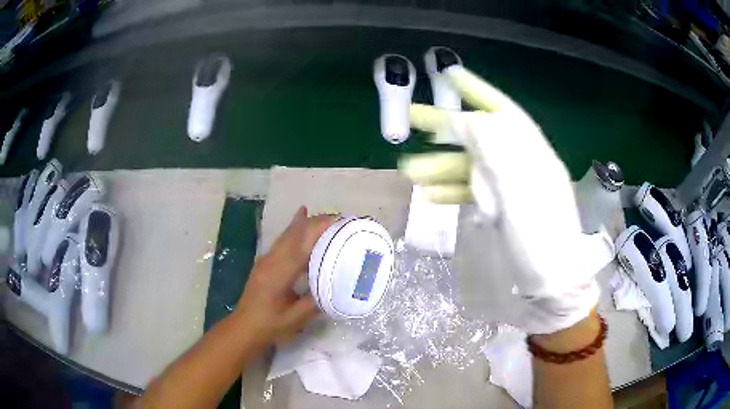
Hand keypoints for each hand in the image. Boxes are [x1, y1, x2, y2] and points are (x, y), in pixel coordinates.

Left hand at [236, 207, 336, 345]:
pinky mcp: (265, 261)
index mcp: (278, 273)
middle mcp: (271, 260)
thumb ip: (316, 301)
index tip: (340, 222)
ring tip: (329, 219)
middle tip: (341, 220)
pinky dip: (295, 228)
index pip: (301, 245)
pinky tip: (300, 217)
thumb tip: (337, 287)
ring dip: (306, 223)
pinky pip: (283, 240)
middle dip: (316, 222)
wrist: (244, 327)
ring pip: (287, 234)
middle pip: (294, 233)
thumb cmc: (269, 325)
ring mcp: (266, 259)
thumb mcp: (296, 318)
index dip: (319, 229)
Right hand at [399, 67, 609, 333]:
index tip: (450, 75)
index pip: (503, 111)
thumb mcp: (521, 192)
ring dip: (439, 166)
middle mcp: (520, 165)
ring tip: (407, 170)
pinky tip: (428, 193)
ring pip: (471, 167)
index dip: (477, 90)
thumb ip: (497, 152)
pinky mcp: (501, 209)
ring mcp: (509, 189)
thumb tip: (470, 121)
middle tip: (411, 117)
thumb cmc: (540, 238)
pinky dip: (451, 190)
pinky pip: (473, 192)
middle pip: (479, 137)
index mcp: (532, 154)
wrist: (551, 283)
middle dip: (446, 126)